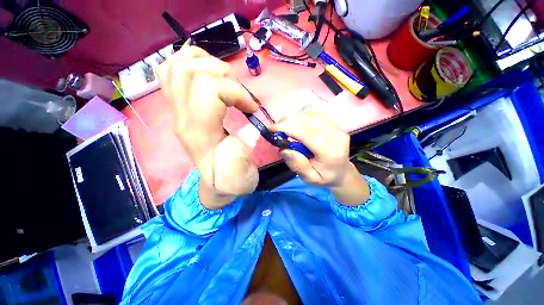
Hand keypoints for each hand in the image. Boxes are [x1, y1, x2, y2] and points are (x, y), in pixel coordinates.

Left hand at [156, 43, 258, 208]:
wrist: (215, 180)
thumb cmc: (230, 178)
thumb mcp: (239, 180)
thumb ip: (236, 168)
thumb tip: (238, 141)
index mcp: (197, 131)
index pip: (206, 88)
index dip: (234, 90)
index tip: (250, 107)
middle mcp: (180, 113)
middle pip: (185, 70)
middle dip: (219, 70)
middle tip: (234, 87)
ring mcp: (174, 104)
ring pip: (175, 65)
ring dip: (205, 62)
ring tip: (223, 78)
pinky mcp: (175, 99)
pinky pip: (170, 67)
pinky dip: (188, 58)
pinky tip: (206, 67)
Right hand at [271, 106, 368, 204]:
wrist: (341, 172)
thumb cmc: (324, 177)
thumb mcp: (310, 179)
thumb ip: (298, 165)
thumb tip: (284, 149)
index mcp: (331, 152)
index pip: (308, 133)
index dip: (288, 127)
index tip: (271, 129)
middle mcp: (336, 136)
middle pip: (309, 119)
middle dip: (288, 121)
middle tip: (275, 129)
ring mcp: (337, 126)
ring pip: (311, 113)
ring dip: (294, 117)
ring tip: (286, 127)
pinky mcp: (334, 121)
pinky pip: (315, 111)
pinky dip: (302, 114)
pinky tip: (297, 123)